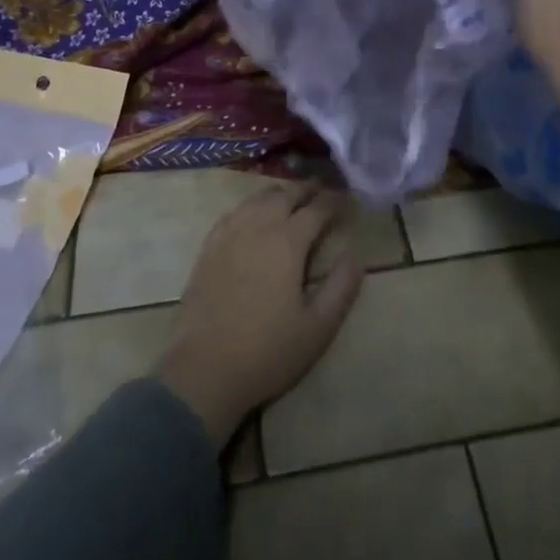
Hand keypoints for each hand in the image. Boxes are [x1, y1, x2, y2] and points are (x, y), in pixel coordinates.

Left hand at [155, 181, 364, 448]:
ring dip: (279, 193)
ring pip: (257, 199)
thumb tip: (355, 254)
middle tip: (322, 189)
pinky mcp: (208, 248)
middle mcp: (258, 227)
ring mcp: (229, 234)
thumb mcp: (318, 327)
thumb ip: (341, 286)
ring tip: (291, 197)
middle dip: (307, 189)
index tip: (347, 198)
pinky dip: (250, 205)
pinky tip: (253, 213)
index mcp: (288, 242)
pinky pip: (233, 212)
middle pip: (285, 195)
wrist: (204, 370)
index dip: (334, 201)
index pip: (316, 209)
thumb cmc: (268, 351)